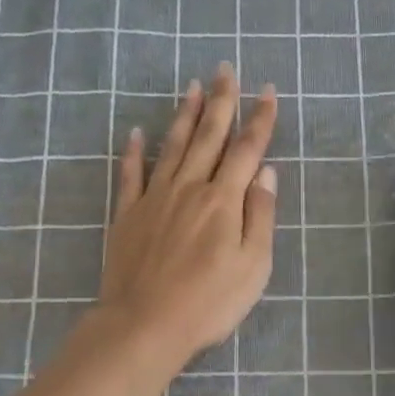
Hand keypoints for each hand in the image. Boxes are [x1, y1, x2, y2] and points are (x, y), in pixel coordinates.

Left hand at [97, 64, 278, 367]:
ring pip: (173, 146)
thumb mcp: (253, 266)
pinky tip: (137, 132)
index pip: (246, 150)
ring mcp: (154, 199)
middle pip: (209, 137)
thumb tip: (266, 173)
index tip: (267, 91)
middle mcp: (189, 188)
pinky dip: (134, 151)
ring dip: (184, 115)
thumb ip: (260, 216)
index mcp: (223, 201)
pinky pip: (130, 174)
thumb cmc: (208, 302)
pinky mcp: (127, 215)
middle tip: (226, 70)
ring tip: (192, 87)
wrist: (144, 324)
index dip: (259, 119)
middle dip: (221, 102)